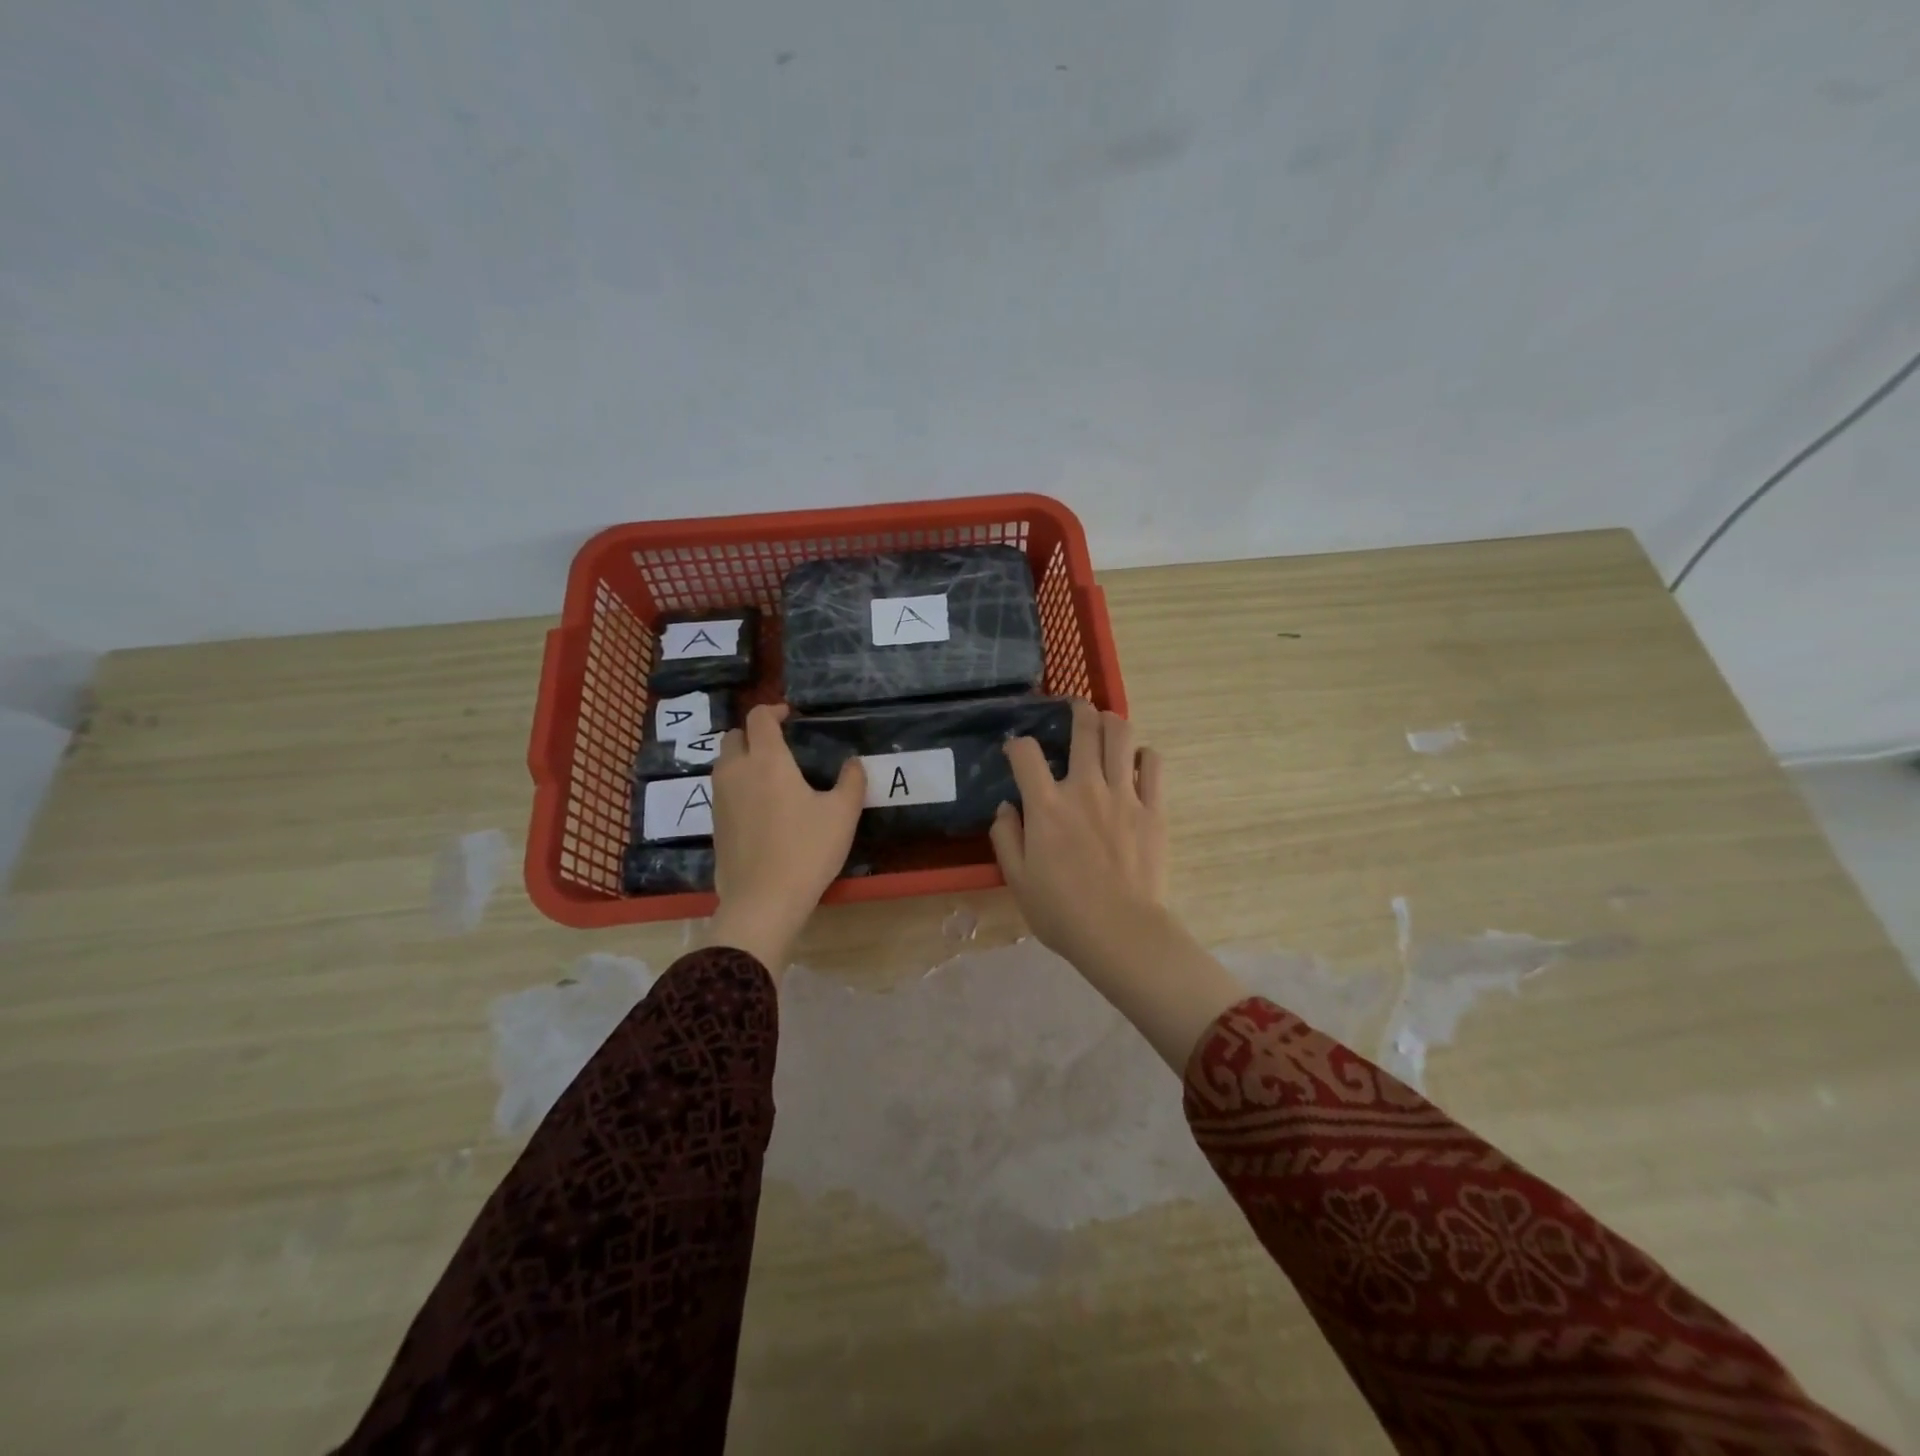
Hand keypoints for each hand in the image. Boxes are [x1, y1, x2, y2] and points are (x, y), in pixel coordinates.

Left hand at [705, 703, 864, 973]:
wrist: (763, 901)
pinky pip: (723, 791)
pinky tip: (761, 807)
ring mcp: (720, 799)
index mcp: (766, 760)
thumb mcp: (842, 814)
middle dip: (754, 733)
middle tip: (780, 745)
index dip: (773, 710)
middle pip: (734, 737)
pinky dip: (738, 786)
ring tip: (771, 774)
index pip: (758, 718)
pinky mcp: (715, 825)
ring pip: (724, 764)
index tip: (790, 715)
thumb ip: (851, 782)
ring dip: (743, 759)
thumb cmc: (806, 850)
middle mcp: (736, 772)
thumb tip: (852, 764)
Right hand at [989, 700, 1167, 970]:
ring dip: (1111, 721)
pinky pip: (1153, 765)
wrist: (1121, 933)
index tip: (1015, 751)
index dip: (1016, 744)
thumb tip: (1008, 807)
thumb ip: (1006, 836)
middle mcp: (1085, 788)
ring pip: (1121, 735)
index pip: (1025, 752)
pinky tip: (1136, 763)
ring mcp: (1123, 795)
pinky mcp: (1153, 808)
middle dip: (1076, 710)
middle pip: (1083, 727)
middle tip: (1074, 710)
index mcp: (1046, 806)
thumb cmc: (1062, 912)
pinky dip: (1143, 756)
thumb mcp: (1017, 879)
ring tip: (1106, 724)